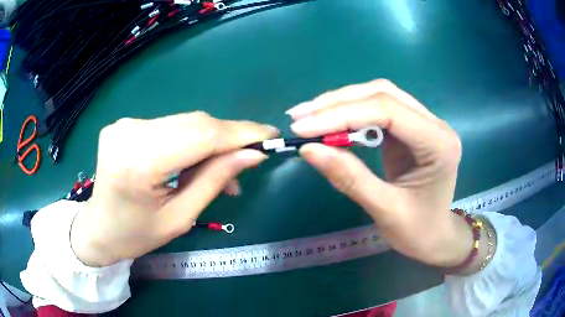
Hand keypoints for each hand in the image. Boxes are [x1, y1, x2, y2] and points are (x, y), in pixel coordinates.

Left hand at [71, 112, 277, 266]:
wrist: (98, 227)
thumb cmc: (136, 235)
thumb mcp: (179, 218)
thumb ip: (214, 181)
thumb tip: (252, 155)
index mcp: (138, 163)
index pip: (200, 136)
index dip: (239, 133)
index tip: (270, 134)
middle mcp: (129, 133)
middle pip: (194, 123)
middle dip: (228, 138)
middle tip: (251, 156)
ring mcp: (124, 124)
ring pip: (184, 122)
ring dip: (210, 141)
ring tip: (225, 167)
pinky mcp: (125, 123)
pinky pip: (169, 126)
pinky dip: (190, 139)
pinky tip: (195, 158)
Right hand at [287, 80, 471, 267]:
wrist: (435, 236)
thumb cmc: (417, 231)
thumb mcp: (385, 210)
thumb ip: (349, 178)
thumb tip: (308, 149)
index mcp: (437, 143)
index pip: (387, 111)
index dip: (341, 115)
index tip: (302, 128)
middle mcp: (434, 124)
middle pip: (382, 94)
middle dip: (337, 103)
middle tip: (300, 117)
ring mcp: (424, 122)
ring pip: (380, 95)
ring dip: (342, 103)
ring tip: (309, 116)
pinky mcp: (411, 127)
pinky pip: (379, 109)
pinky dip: (351, 112)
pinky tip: (331, 121)